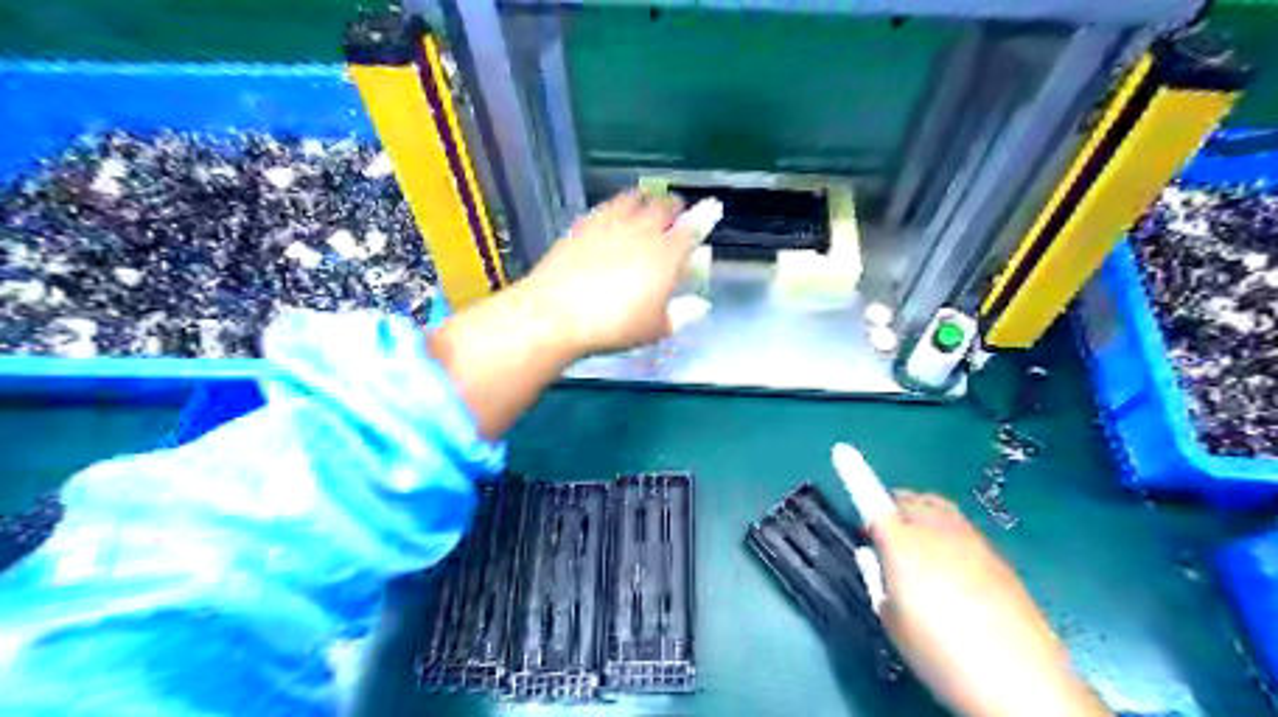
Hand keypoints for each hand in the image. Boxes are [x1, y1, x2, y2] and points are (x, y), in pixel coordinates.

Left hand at [514, 190, 696, 354]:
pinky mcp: (584, 225)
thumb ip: (682, 313)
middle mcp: (642, 231)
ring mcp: (611, 223)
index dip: (705, 216)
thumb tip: (701, 305)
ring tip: (647, 202)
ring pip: (635, 199)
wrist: (557, 313)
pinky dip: (618, 205)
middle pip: (664, 207)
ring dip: (646, 199)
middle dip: (674, 207)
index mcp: (667, 254)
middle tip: (677, 210)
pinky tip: (614, 213)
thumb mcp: (655, 328)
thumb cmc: (615, 326)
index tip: (713, 207)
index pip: (693, 228)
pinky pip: (607, 206)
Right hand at [869, 489, 1108, 716]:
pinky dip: (944, 532)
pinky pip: (960, 527)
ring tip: (916, 548)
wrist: (1023, 684)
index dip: (854, 474)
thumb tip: (871, 555)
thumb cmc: (941, 654)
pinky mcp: (997, 556)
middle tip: (882, 535)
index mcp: (903, 546)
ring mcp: (972, 540)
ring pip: (937, 509)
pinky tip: (951, 569)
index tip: (841, 449)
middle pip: (909, 499)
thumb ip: (876, 579)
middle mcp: (937, 532)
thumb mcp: (892, 622)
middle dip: (891, 506)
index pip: (872, 500)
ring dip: (918, 514)